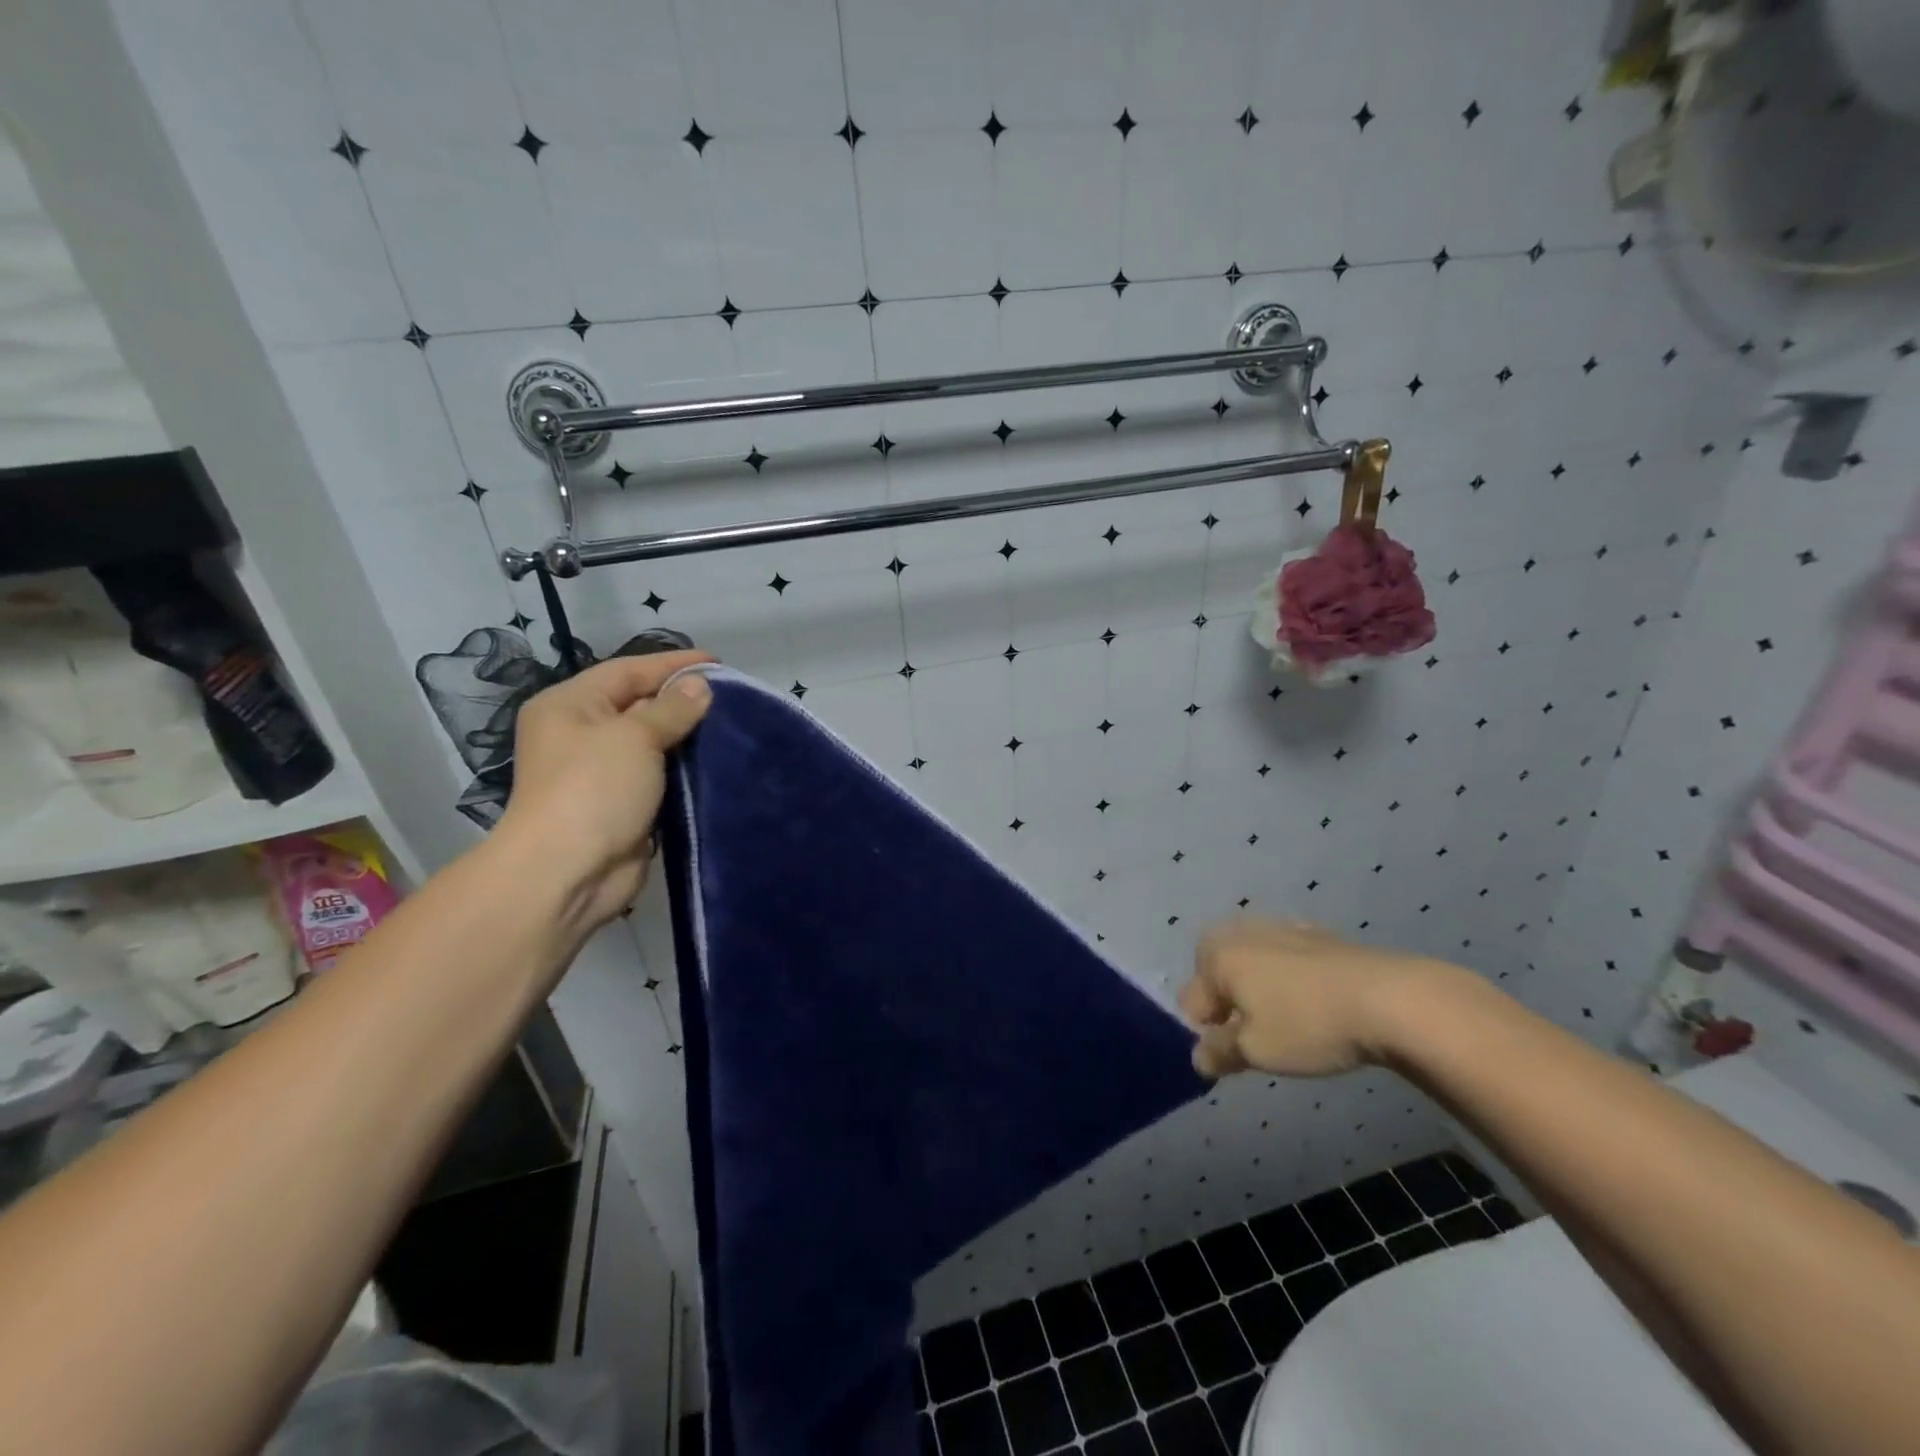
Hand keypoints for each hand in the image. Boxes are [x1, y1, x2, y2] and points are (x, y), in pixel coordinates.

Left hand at [497, 651, 713, 930]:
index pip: (628, 671)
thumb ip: (671, 708)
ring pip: (652, 742)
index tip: (718, 664)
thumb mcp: (634, 737)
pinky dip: (685, 769)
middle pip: (639, 704)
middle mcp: (581, 733)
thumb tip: (700, 686)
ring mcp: (601, 772)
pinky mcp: (622, 804)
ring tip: (732, 727)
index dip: (673, 664)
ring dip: (688, 736)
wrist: (568, 874)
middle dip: (683, 700)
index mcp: (570, 705)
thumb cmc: (593, 790)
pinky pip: (659, 775)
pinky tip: (717, 762)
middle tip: (732, 697)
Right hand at [1179, 917, 1456, 1078]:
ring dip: (1257, 991)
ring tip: (1287, 1024)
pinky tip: (1314, 1004)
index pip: (1190, 1002)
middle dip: (1227, 1005)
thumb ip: (1218, 1053)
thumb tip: (1199, 1057)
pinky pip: (1285, 959)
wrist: (1391, 999)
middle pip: (1216, 975)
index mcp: (1218, 956)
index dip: (1204, 1034)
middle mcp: (1241, 933)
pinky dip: (1288, 979)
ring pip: (1251, 965)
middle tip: (1255, 1039)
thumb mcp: (1256, 1051)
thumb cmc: (1308, 1025)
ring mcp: (1281, 928)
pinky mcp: (1316, 935)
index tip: (1232, 1058)